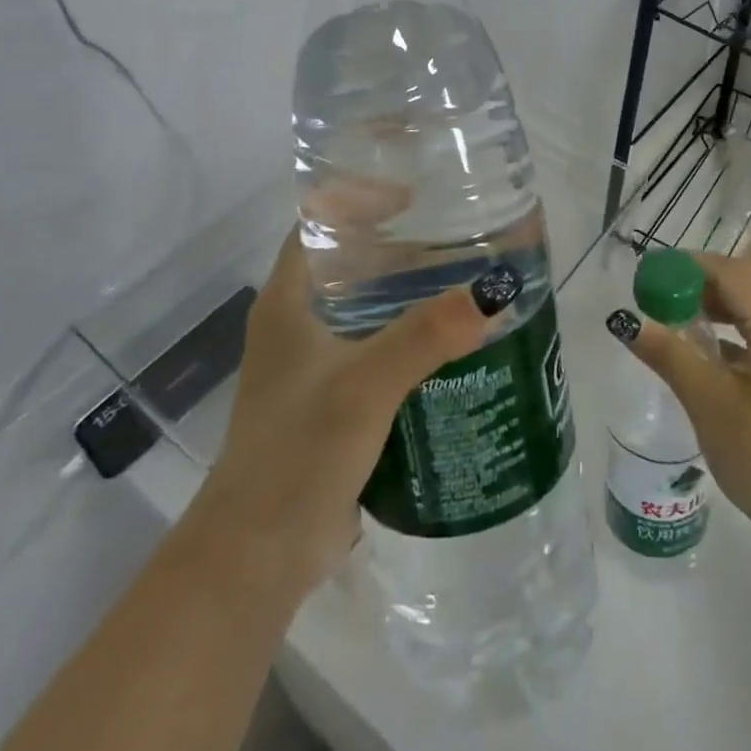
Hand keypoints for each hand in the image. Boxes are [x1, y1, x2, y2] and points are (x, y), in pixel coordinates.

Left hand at [192, 231, 491, 595]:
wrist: (257, 558)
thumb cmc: (296, 453)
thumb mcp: (363, 386)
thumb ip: (424, 337)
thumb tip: (493, 293)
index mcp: (287, 301)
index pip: (318, 222)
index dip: (358, 197)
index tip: (415, 193)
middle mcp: (297, 323)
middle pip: (350, 262)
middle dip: (400, 244)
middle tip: (460, 233)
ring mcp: (313, 365)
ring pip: (367, 308)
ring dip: (410, 293)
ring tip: (467, 279)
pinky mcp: (333, 402)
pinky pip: (378, 350)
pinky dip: (412, 337)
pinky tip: (455, 340)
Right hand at [607, 251, 750, 577]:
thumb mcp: (708, 404)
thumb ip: (668, 355)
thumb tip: (626, 320)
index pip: (732, 273)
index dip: (689, 265)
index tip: (650, 274)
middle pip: (747, 280)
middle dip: (702, 277)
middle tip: (661, 289)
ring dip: (716, 300)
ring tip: (674, 312)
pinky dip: (729, 325)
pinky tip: (701, 346)